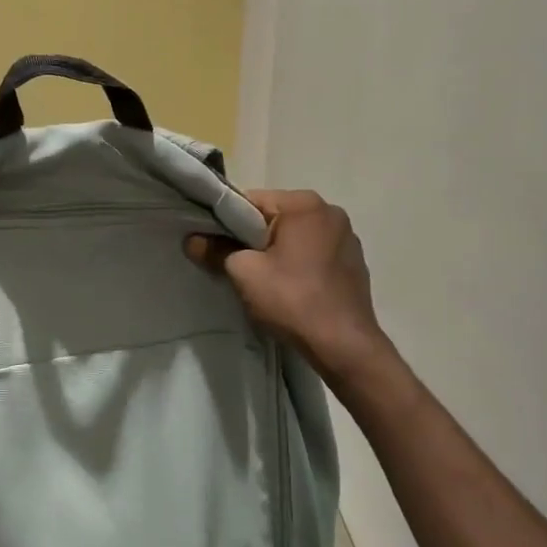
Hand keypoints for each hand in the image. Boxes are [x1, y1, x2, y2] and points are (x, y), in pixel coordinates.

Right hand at [184, 189, 385, 372]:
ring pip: (296, 237)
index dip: (227, 222)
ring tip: (266, 281)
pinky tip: (292, 289)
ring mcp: (347, 237)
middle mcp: (330, 212)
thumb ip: (215, 251)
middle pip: (276, 218)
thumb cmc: (292, 300)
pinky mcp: (354, 262)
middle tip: (237, 266)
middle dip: (254, 238)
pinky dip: (299, 264)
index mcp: (304, 204)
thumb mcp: (244, 273)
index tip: (216, 245)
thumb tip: (192, 240)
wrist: (344, 345)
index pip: (253, 201)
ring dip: (278, 252)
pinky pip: (315, 253)